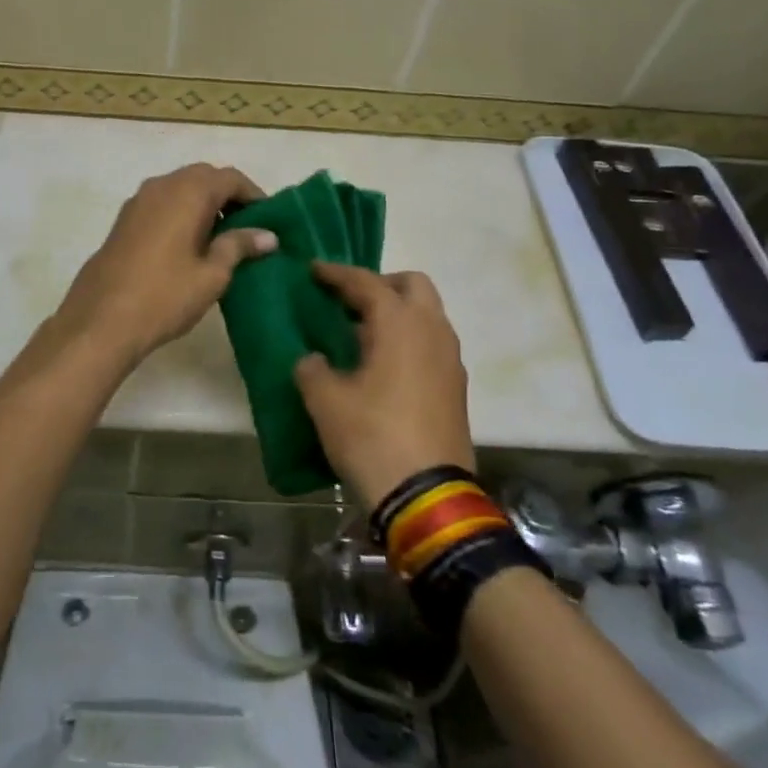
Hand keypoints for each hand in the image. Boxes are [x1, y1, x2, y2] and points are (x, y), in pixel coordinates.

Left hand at [49, 164, 277, 369]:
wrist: (100, 320)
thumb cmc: (165, 296)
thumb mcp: (212, 274)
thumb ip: (239, 246)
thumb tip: (268, 235)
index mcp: (188, 192)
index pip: (230, 178)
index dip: (254, 195)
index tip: (270, 220)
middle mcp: (162, 185)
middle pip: (204, 177)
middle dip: (228, 196)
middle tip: (248, 228)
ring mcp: (138, 201)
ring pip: (180, 189)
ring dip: (203, 204)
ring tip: (221, 239)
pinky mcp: (124, 220)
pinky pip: (162, 204)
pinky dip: (181, 213)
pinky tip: (189, 245)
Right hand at [295, 262, 474, 507]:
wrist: (427, 496)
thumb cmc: (372, 436)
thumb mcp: (325, 401)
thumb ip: (312, 369)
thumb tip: (312, 360)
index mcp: (400, 323)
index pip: (366, 282)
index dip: (336, 274)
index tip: (313, 270)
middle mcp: (432, 330)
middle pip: (412, 285)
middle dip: (380, 285)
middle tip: (349, 301)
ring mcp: (450, 359)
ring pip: (427, 315)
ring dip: (397, 313)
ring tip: (361, 335)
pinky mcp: (456, 386)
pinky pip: (431, 343)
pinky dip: (408, 340)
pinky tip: (382, 366)